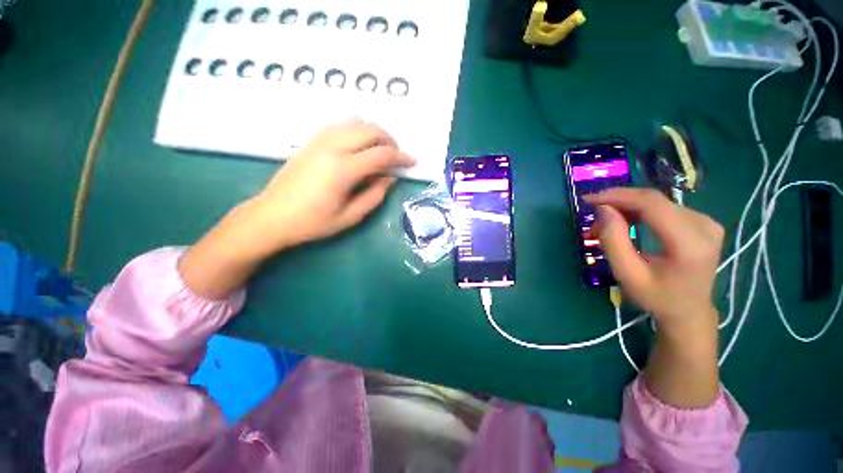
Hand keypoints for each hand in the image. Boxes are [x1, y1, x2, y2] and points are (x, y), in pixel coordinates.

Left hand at [244, 118, 415, 256]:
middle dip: (390, 140)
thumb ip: (375, 195)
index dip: (401, 157)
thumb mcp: (351, 216)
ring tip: (380, 150)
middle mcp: (332, 147)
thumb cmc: (313, 222)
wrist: (272, 215)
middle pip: (370, 129)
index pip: (381, 154)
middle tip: (397, 157)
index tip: (412, 163)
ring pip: (355, 122)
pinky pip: (339, 125)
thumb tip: (390, 178)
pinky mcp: (310, 140)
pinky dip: (356, 130)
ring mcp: (319, 140)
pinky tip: (358, 145)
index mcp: (343, 169)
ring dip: (374, 132)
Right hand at [585, 188, 723, 328]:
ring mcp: (706, 221)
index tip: (588, 199)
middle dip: (617, 203)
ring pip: (655, 202)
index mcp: (690, 243)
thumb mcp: (627, 274)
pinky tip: (625, 222)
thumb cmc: (657, 297)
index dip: (617, 196)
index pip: (651, 204)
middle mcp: (704, 225)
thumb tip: (603, 209)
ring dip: (625, 209)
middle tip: (592, 217)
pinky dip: (638, 212)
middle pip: (653, 200)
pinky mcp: (701, 221)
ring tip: (604, 225)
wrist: (689, 310)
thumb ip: (613, 240)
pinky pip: (662, 207)